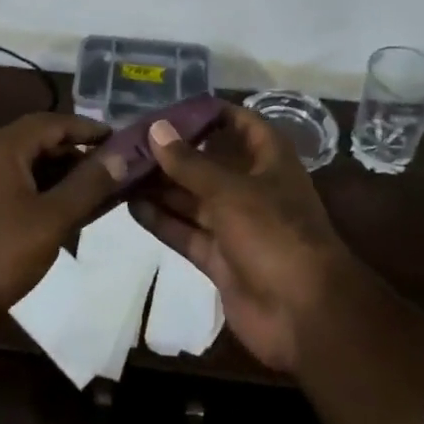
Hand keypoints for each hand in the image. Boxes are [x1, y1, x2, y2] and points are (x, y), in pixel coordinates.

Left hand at [0, 112, 118, 326]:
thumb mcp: (50, 220)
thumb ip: (88, 185)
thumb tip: (122, 154)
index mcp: (1, 145)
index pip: (53, 121)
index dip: (88, 129)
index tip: (119, 141)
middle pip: (34, 141)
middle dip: (72, 155)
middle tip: (107, 174)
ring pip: (17, 165)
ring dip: (51, 176)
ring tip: (83, 198)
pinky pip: (0, 184)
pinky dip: (28, 191)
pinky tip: (44, 217)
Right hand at [129, 104, 355, 372]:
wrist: (303, 315)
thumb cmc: (273, 233)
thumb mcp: (229, 190)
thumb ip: (188, 162)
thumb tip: (156, 129)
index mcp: (268, 161)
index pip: (239, 123)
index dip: (208, 113)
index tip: (167, 108)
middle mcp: (252, 187)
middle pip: (208, 162)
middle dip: (173, 153)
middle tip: (129, 140)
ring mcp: (235, 225)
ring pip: (193, 198)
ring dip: (161, 186)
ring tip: (120, 169)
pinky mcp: (220, 258)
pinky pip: (186, 232)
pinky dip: (162, 220)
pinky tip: (129, 206)